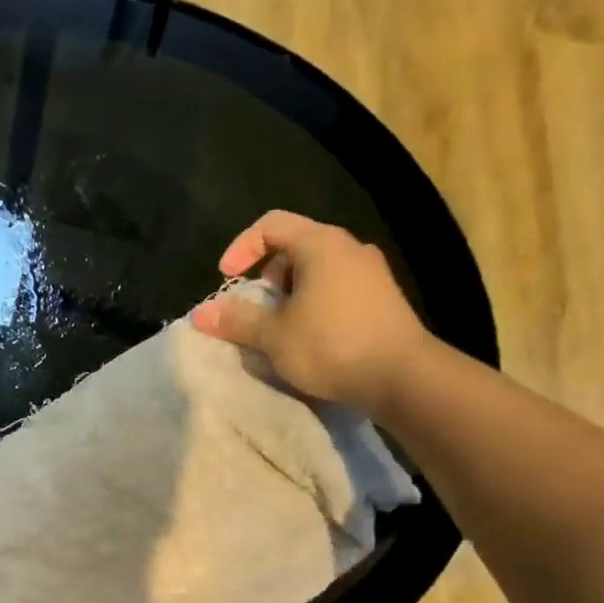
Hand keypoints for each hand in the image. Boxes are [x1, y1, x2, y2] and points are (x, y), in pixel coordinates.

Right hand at [190, 211, 434, 416]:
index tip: (226, 279)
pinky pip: (336, 288)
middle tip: (257, 309)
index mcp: (321, 244)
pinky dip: (314, 304)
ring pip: (316, 270)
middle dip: (266, 276)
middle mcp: (349, 248)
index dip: (241, 247)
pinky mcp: (382, 298)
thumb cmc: (332, 345)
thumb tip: (200, 314)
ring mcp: (371, 273)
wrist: (403, 377)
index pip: (271, 225)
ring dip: (289, 294)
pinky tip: (310, 338)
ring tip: (280, 328)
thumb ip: (237, 320)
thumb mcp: (274, 335)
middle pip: (294, 246)